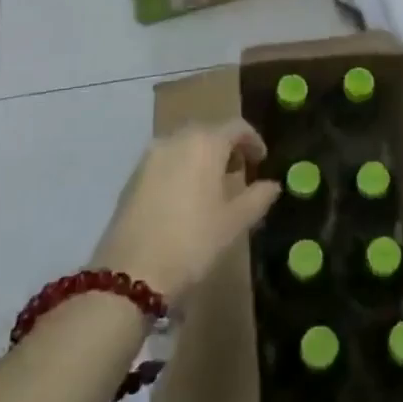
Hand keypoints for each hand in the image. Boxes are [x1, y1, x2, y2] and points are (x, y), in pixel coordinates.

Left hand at [92, 120, 280, 302]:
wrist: (130, 274)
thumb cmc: (192, 242)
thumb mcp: (234, 222)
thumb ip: (258, 197)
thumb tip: (272, 184)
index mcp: (205, 143)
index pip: (237, 127)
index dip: (253, 141)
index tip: (261, 161)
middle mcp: (176, 139)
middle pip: (209, 132)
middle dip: (227, 148)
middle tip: (239, 173)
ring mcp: (150, 156)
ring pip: (185, 145)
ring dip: (202, 157)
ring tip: (213, 187)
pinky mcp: (132, 176)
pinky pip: (166, 161)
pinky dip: (181, 168)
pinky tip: (186, 197)